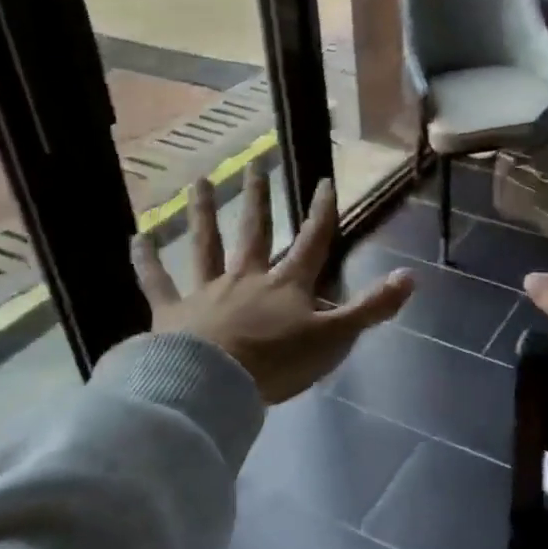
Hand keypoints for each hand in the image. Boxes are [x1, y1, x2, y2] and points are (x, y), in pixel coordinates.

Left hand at [130, 165, 413, 403]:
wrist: (215, 384)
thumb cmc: (278, 362)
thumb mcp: (335, 338)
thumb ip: (372, 308)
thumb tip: (411, 277)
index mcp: (288, 286)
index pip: (312, 242)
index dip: (321, 212)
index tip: (324, 181)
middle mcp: (248, 279)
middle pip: (256, 232)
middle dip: (260, 199)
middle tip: (255, 164)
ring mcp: (208, 292)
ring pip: (206, 245)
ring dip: (204, 213)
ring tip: (199, 182)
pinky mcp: (173, 312)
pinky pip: (158, 282)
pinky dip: (146, 261)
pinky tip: (136, 238)